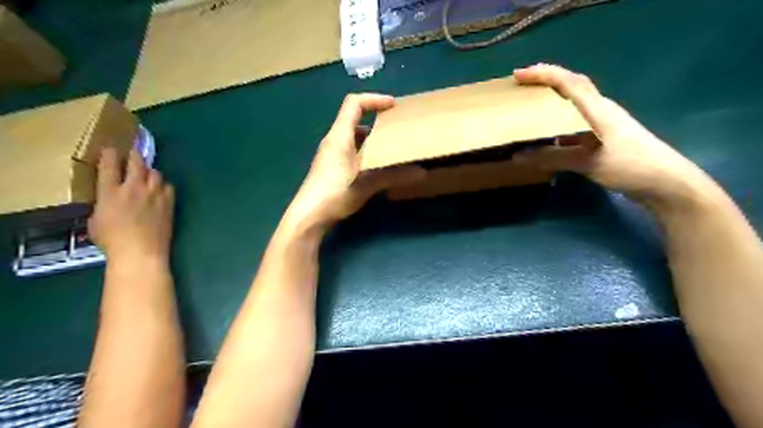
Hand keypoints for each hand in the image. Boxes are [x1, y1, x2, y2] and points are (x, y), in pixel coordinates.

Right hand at [89, 148, 174, 264]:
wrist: (141, 251)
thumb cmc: (113, 241)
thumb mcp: (96, 220)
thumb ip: (103, 205)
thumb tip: (109, 201)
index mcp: (110, 192)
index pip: (109, 165)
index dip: (110, 154)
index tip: (110, 149)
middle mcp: (134, 188)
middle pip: (136, 163)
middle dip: (134, 156)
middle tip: (132, 154)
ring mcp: (154, 194)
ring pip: (155, 172)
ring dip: (149, 171)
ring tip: (147, 174)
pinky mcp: (169, 202)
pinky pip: (168, 186)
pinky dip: (163, 185)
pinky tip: (160, 190)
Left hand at [286, 94, 425, 229]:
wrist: (309, 216)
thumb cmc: (335, 193)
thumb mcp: (367, 184)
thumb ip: (394, 176)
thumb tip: (422, 173)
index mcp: (340, 136)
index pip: (354, 104)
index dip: (374, 99)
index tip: (393, 105)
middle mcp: (333, 140)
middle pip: (354, 118)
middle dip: (376, 119)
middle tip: (396, 127)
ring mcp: (330, 154)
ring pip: (352, 136)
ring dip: (371, 137)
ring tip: (389, 146)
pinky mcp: (330, 166)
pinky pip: (349, 149)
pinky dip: (364, 150)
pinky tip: (375, 165)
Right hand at [513, 62, 714, 210]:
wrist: (664, 182)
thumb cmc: (628, 165)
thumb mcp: (587, 162)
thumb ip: (551, 158)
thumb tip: (518, 156)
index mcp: (597, 109)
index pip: (568, 82)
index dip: (543, 74)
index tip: (518, 75)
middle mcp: (600, 110)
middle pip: (572, 86)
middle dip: (546, 80)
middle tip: (521, 86)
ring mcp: (603, 123)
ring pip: (573, 103)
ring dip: (552, 100)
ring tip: (529, 106)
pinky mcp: (603, 137)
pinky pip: (575, 122)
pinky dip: (558, 122)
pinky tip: (547, 134)